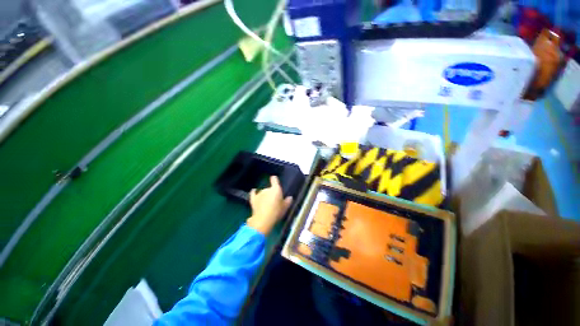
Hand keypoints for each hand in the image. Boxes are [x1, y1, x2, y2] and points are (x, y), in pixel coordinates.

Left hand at [247, 176, 292, 235]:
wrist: (263, 219)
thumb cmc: (276, 212)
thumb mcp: (285, 208)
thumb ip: (287, 201)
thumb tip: (290, 198)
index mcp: (276, 189)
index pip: (274, 180)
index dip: (274, 179)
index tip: (274, 179)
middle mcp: (267, 189)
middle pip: (269, 188)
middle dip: (271, 193)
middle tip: (274, 201)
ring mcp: (259, 193)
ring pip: (262, 192)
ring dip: (264, 195)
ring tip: (266, 203)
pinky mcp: (253, 199)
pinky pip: (253, 193)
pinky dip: (254, 192)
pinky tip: (254, 191)